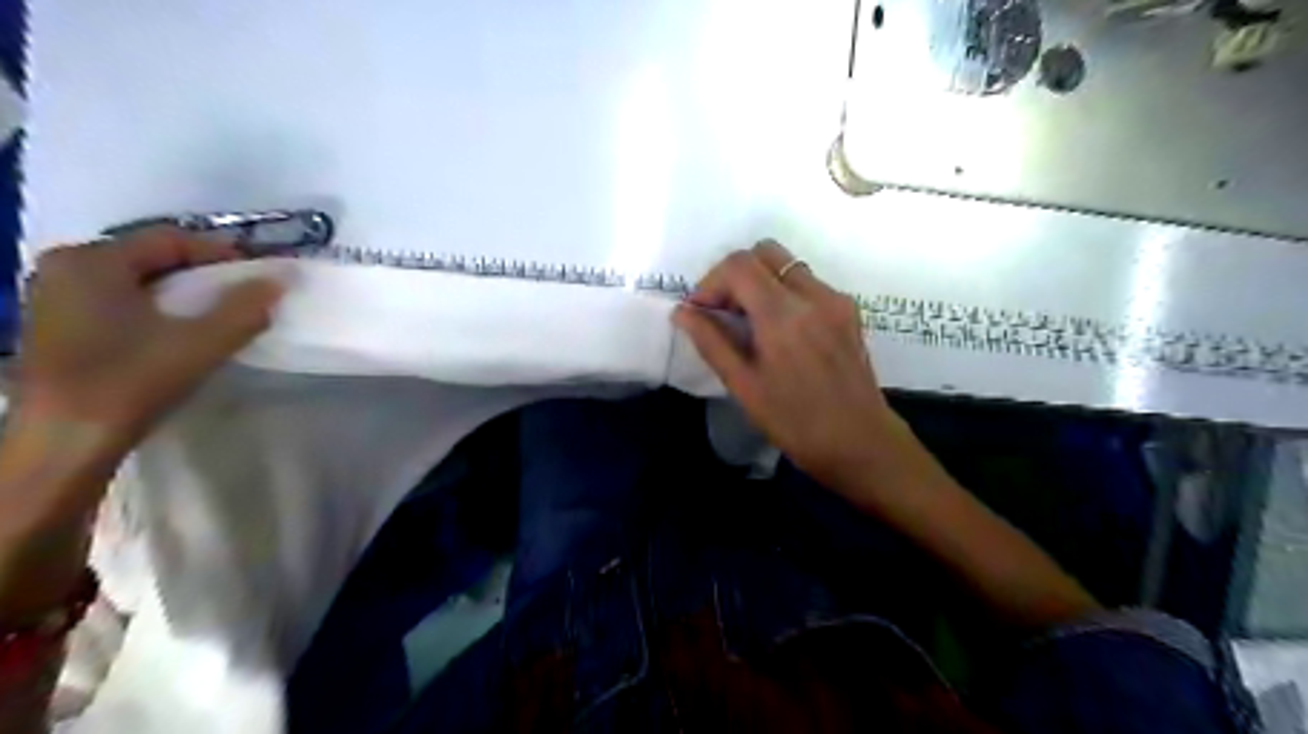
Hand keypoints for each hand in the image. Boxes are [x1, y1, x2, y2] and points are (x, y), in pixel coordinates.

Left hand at [15, 226, 283, 461]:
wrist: (67, 440)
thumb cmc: (132, 380)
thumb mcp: (203, 342)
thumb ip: (245, 307)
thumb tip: (281, 280)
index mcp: (93, 260)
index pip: (171, 239)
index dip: (222, 253)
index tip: (260, 273)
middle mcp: (66, 268)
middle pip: (151, 257)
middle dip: (203, 273)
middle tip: (244, 293)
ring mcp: (55, 298)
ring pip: (137, 281)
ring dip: (182, 292)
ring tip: (220, 313)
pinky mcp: (57, 326)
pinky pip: (119, 300)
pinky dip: (157, 307)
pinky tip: (180, 331)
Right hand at [674, 242, 900, 488]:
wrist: (861, 443)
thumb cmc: (795, 423)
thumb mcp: (744, 386)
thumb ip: (711, 341)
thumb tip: (683, 312)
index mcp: (783, 315)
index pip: (738, 265)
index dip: (711, 281)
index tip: (701, 312)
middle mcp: (813, 295)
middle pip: (764, 252)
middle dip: (735, 274)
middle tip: (723, 311)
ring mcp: (836, 299)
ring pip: (787, 265)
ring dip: (759, 281)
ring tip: (748, 322)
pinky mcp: (849, 310)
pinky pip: (807, 283)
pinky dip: (783, 293)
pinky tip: (778, 331)